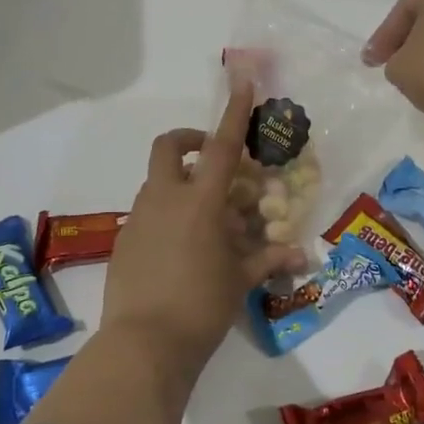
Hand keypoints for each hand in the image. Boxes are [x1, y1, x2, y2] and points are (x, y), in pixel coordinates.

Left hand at [102, 86, 306, 375]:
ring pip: (158, 181)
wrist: (143, 343)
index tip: (242, 80)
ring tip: (207, 219)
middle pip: (170, 147)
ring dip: (181, 183)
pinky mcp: (124, 240)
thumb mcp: (240, 281)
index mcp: (201, 201)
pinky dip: (167, 214)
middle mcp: (165, 199)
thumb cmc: (202, 306)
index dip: (234, 111)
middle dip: (190, 140)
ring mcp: (139, 218)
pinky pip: (148, 212)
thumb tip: (299, 254)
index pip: (223, 146)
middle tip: (213, 159)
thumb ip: (268, 259)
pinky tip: (182, 249)